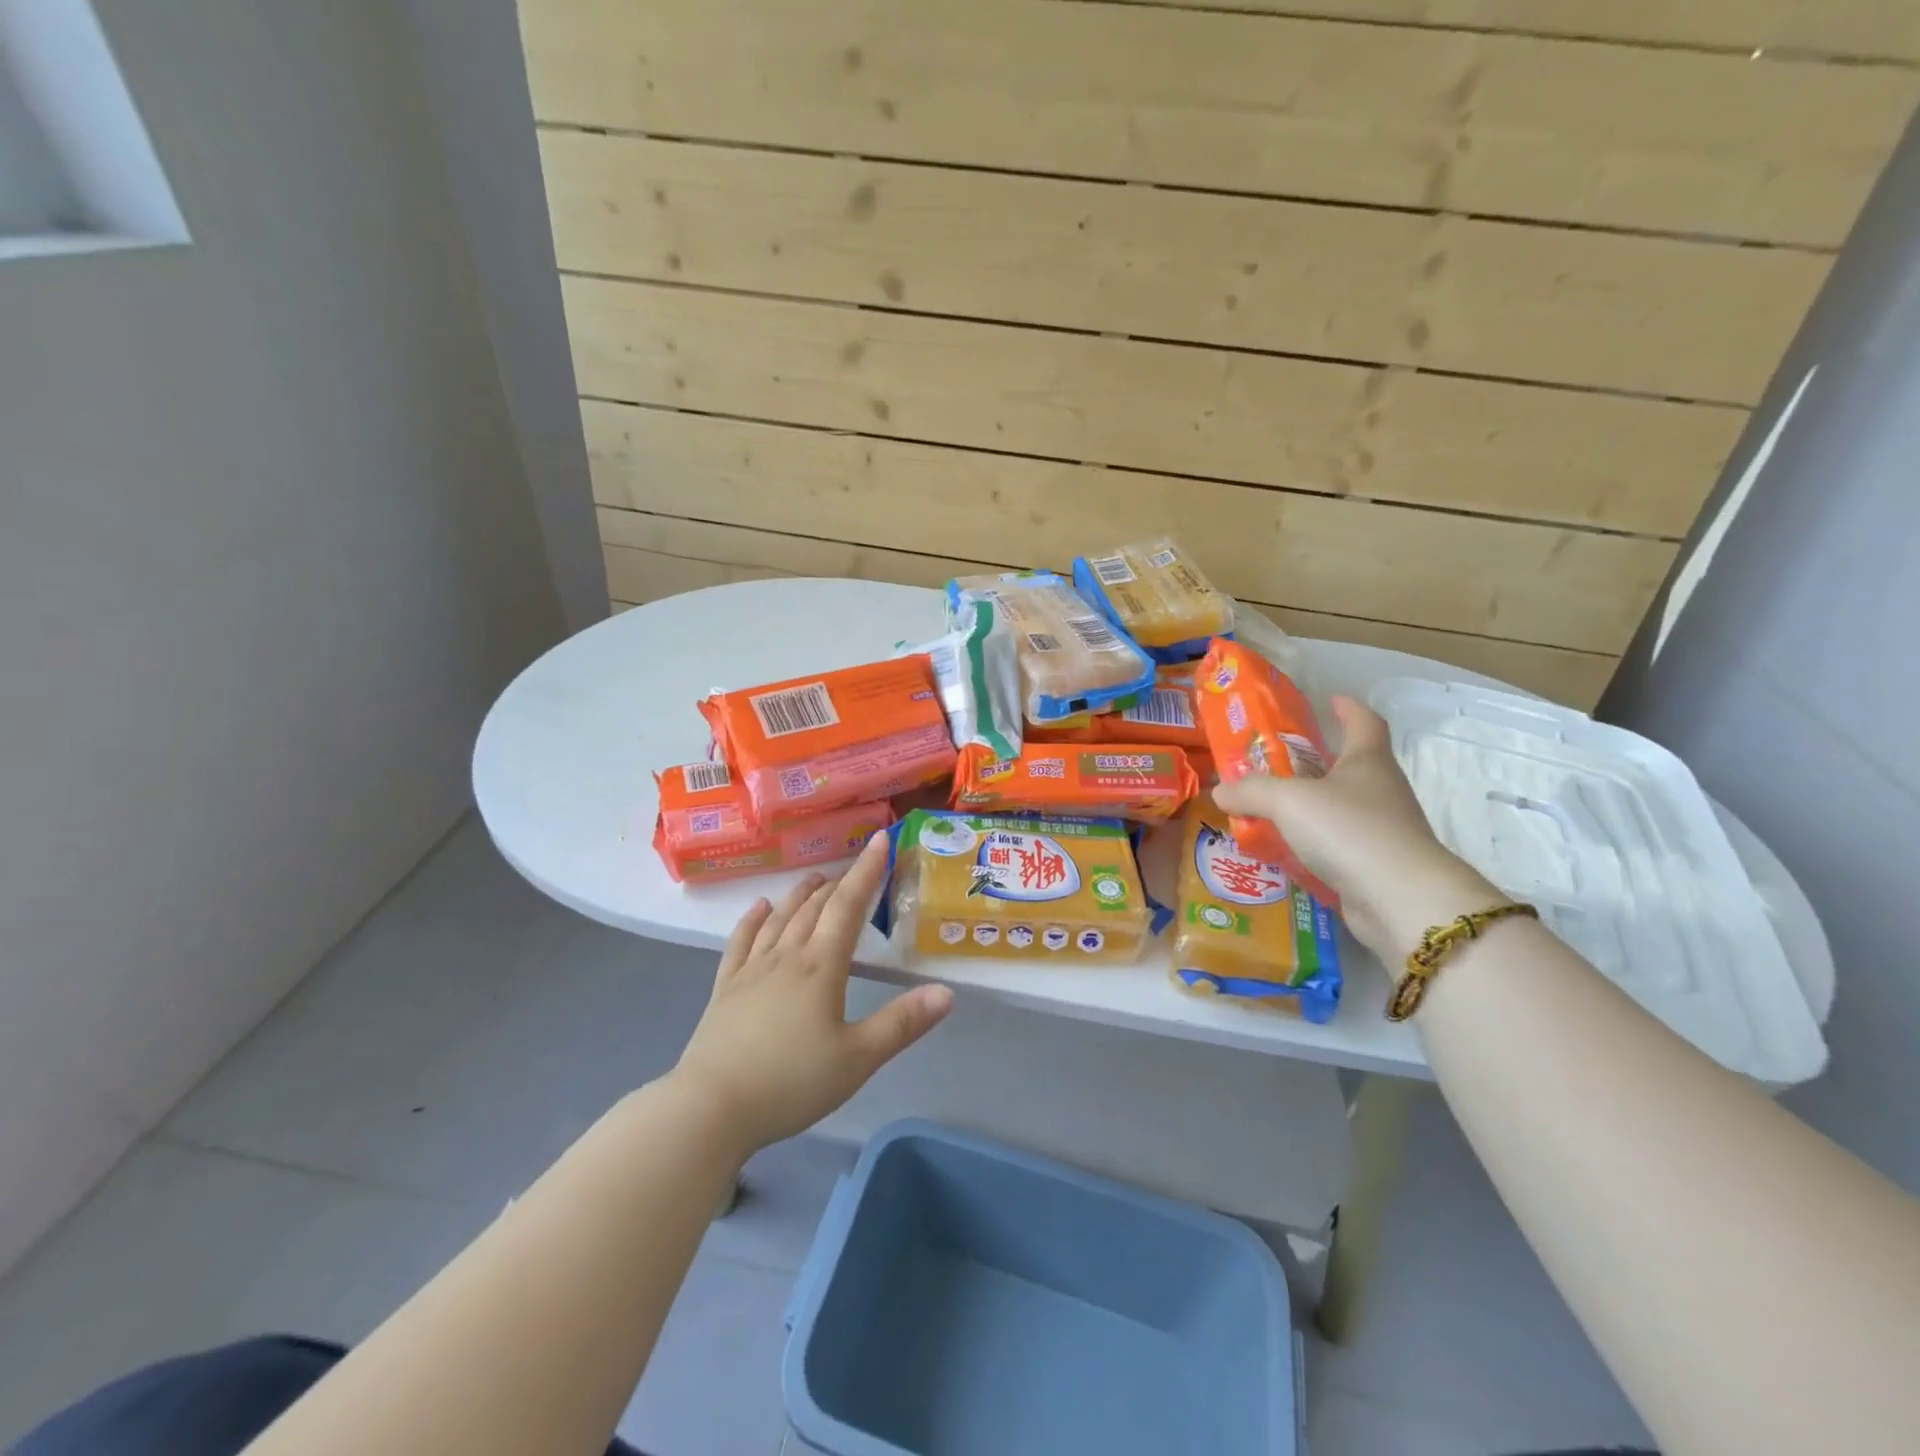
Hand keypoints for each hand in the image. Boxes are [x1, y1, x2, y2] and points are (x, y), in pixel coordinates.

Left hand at [672, 834, 954, 1153]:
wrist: (711, 1108)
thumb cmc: (790, 1083)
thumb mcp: (857, 1059)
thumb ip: (902, 1023)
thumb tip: (946, 992)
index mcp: (820, 967)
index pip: (848, 906)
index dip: (867, 872)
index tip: (880, 840)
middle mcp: (786, 957)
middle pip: (815, 908)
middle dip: (838, 883)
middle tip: (854, 867)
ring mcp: (751, 970)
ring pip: (780, 919)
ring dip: (800, 895)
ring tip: (815, 878)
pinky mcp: (725, 989)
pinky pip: (740, 942)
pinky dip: (752, 920)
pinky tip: (759, 908)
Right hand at [1212, 696, 1494, 957]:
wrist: (1401, 900)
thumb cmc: (1349, 830)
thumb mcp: (1288, 800)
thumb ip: (1251, 791)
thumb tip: (1220, 790)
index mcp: (1368, 762)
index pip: (1365, 722)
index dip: (1348, 709)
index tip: (1331, 700)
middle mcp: (1381, 791)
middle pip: (1350, 767)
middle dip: (1316, 763)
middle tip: (1275, 764)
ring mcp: (1383, 831)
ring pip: (1341, 809)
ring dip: (1310, 808)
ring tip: (1268, 810)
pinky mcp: (1375, 867)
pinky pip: (1336, 847)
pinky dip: (1311, 845)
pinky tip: (1282, 852)